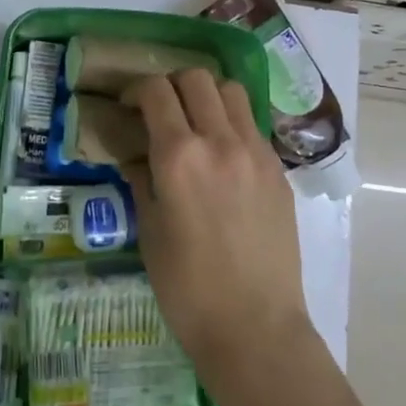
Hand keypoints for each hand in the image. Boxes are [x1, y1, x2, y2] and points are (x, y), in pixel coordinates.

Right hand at [126, 70, 312, 384]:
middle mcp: (220, 141)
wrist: (255, 327)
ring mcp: (255, 152)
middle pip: (196, 78)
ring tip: (194, 122)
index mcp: (179, 156)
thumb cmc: (187, 288)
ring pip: (231, 91)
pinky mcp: (278, 170)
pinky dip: (231, 122)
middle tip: (159, 110)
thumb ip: (141, 179)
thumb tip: (134, 155)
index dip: (135, 90)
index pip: (156, 92)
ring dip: (206, 95)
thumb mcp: (149, 231)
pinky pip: (252, 124)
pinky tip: (221, 154)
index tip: (127, 105)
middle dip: (171, 84)